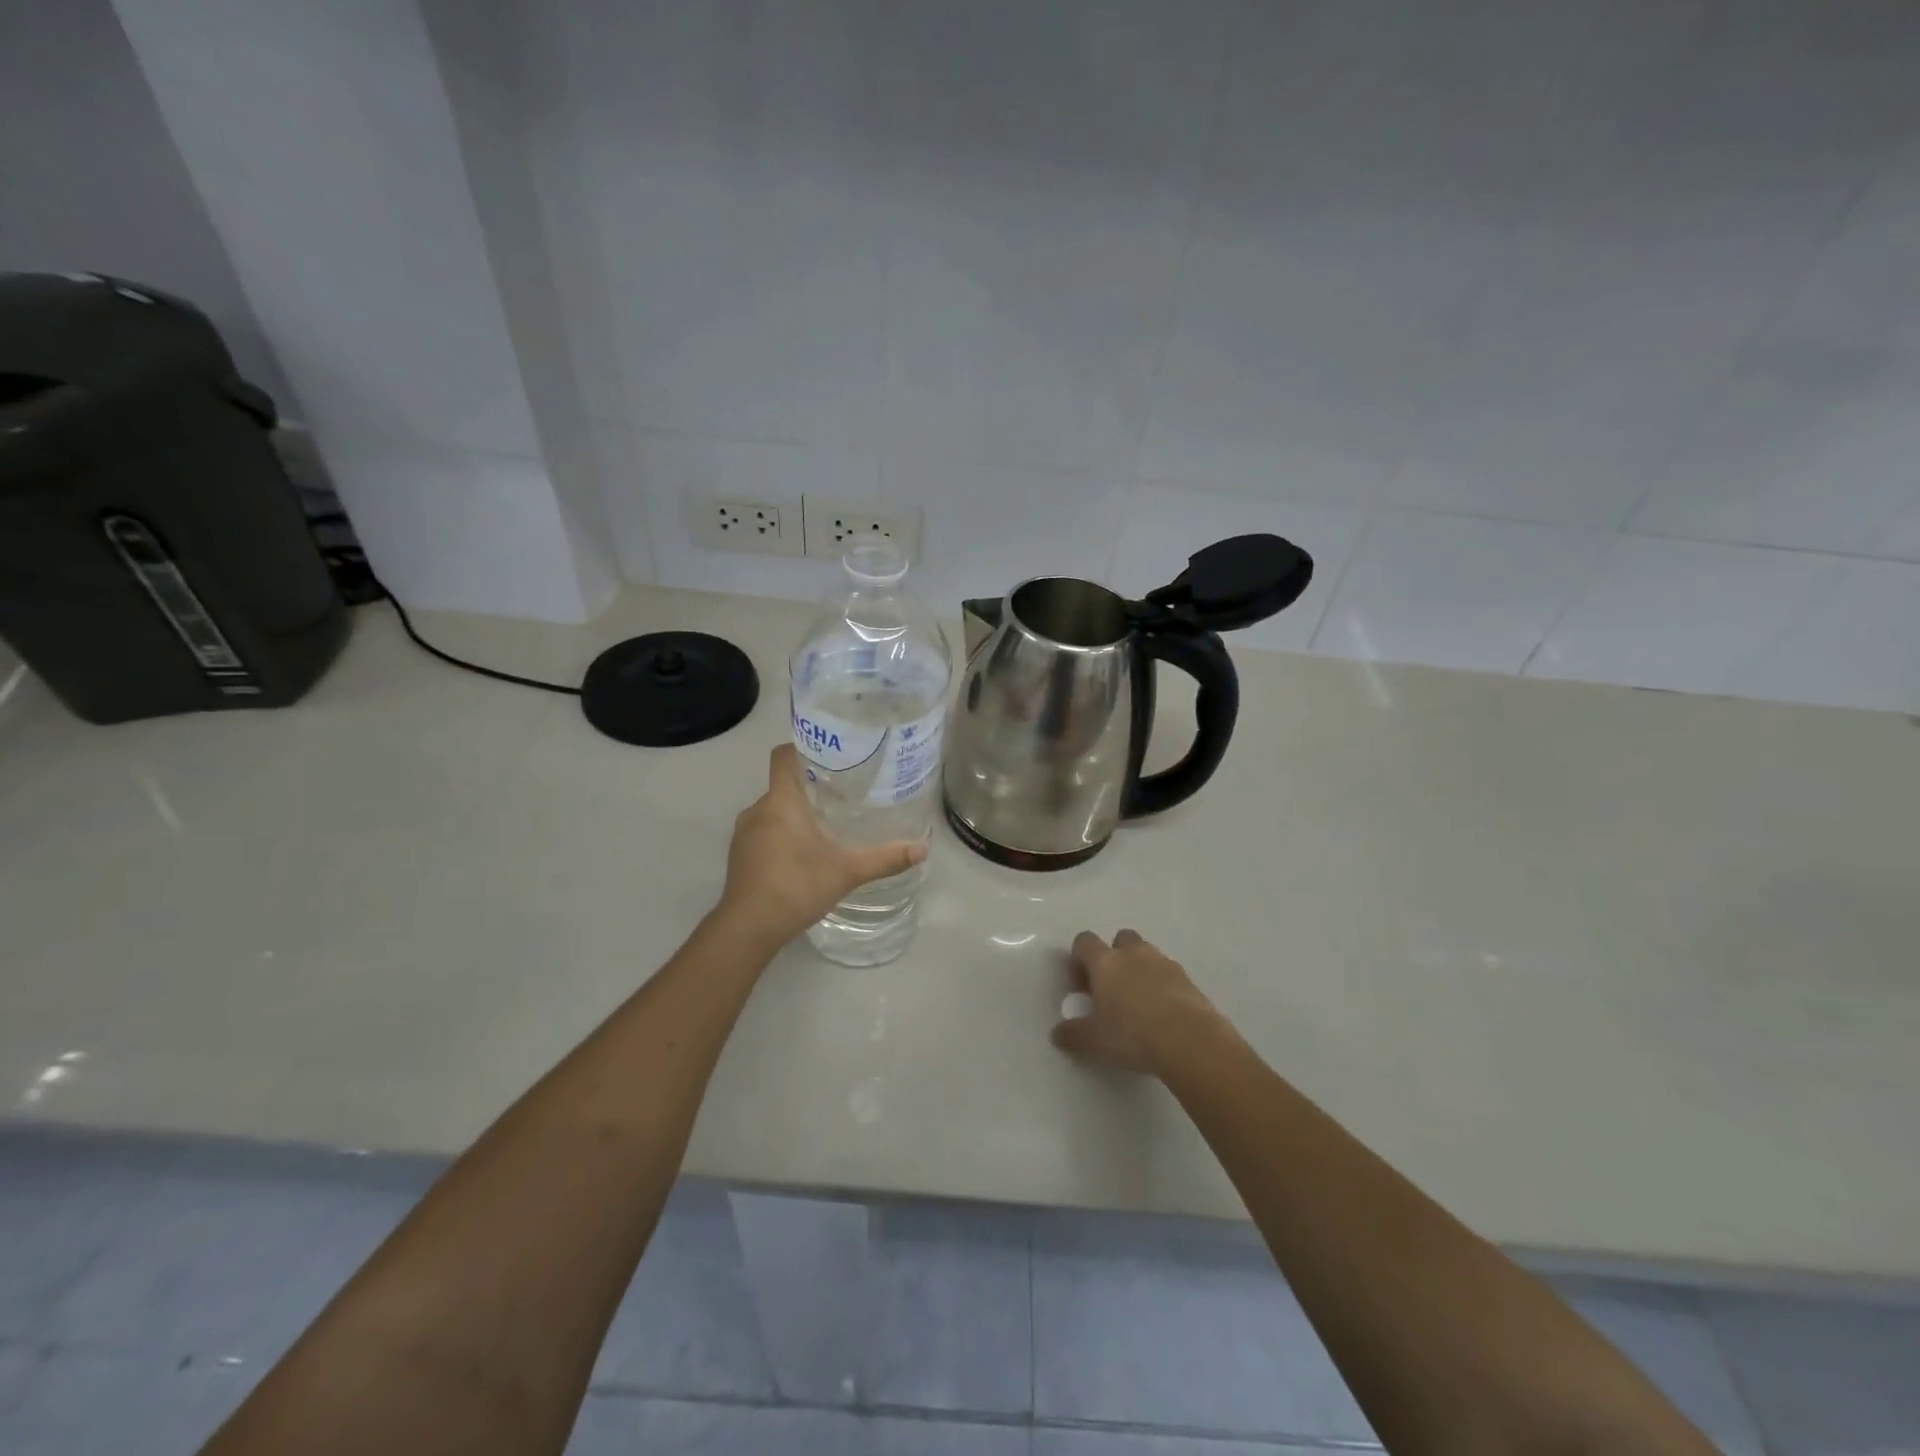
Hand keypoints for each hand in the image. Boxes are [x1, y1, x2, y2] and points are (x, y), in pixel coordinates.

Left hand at [719, 745, 928, 947]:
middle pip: (782, 784)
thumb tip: (923, 848)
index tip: (829, 755)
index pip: (784, 756)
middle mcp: (757, 809)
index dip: (803, 748)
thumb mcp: (848, 871)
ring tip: (824, 824)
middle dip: (808, 787)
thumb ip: (885, 858)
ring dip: (793, 814)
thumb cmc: (797, 886)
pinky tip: (801, 854)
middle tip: (840, 794)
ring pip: (771, 810)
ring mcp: (743, 834)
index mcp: (781, 801)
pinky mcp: (738, 856)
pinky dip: (779, 835)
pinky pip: (762, 832)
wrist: (749, 928)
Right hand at [1051, 929, 1221, 1074]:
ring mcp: (1164, 963)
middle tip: (1111, 989)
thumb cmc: (1132, 1035)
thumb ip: (1072, 1035)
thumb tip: (1057, 1034)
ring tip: (1138, 1004)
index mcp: (1105, 962)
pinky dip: (1163, 986)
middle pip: (1120, 939)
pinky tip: (1162, 1015)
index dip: (1078, 959)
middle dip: (1114, 957)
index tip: (1080, 985)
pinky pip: (1169, 974)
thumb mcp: (1093, 1041)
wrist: (1190, 1041)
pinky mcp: (1188, 980)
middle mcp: (1134, 954)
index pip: (1084, 941)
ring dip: (1139, 970)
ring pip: (1147, 954)